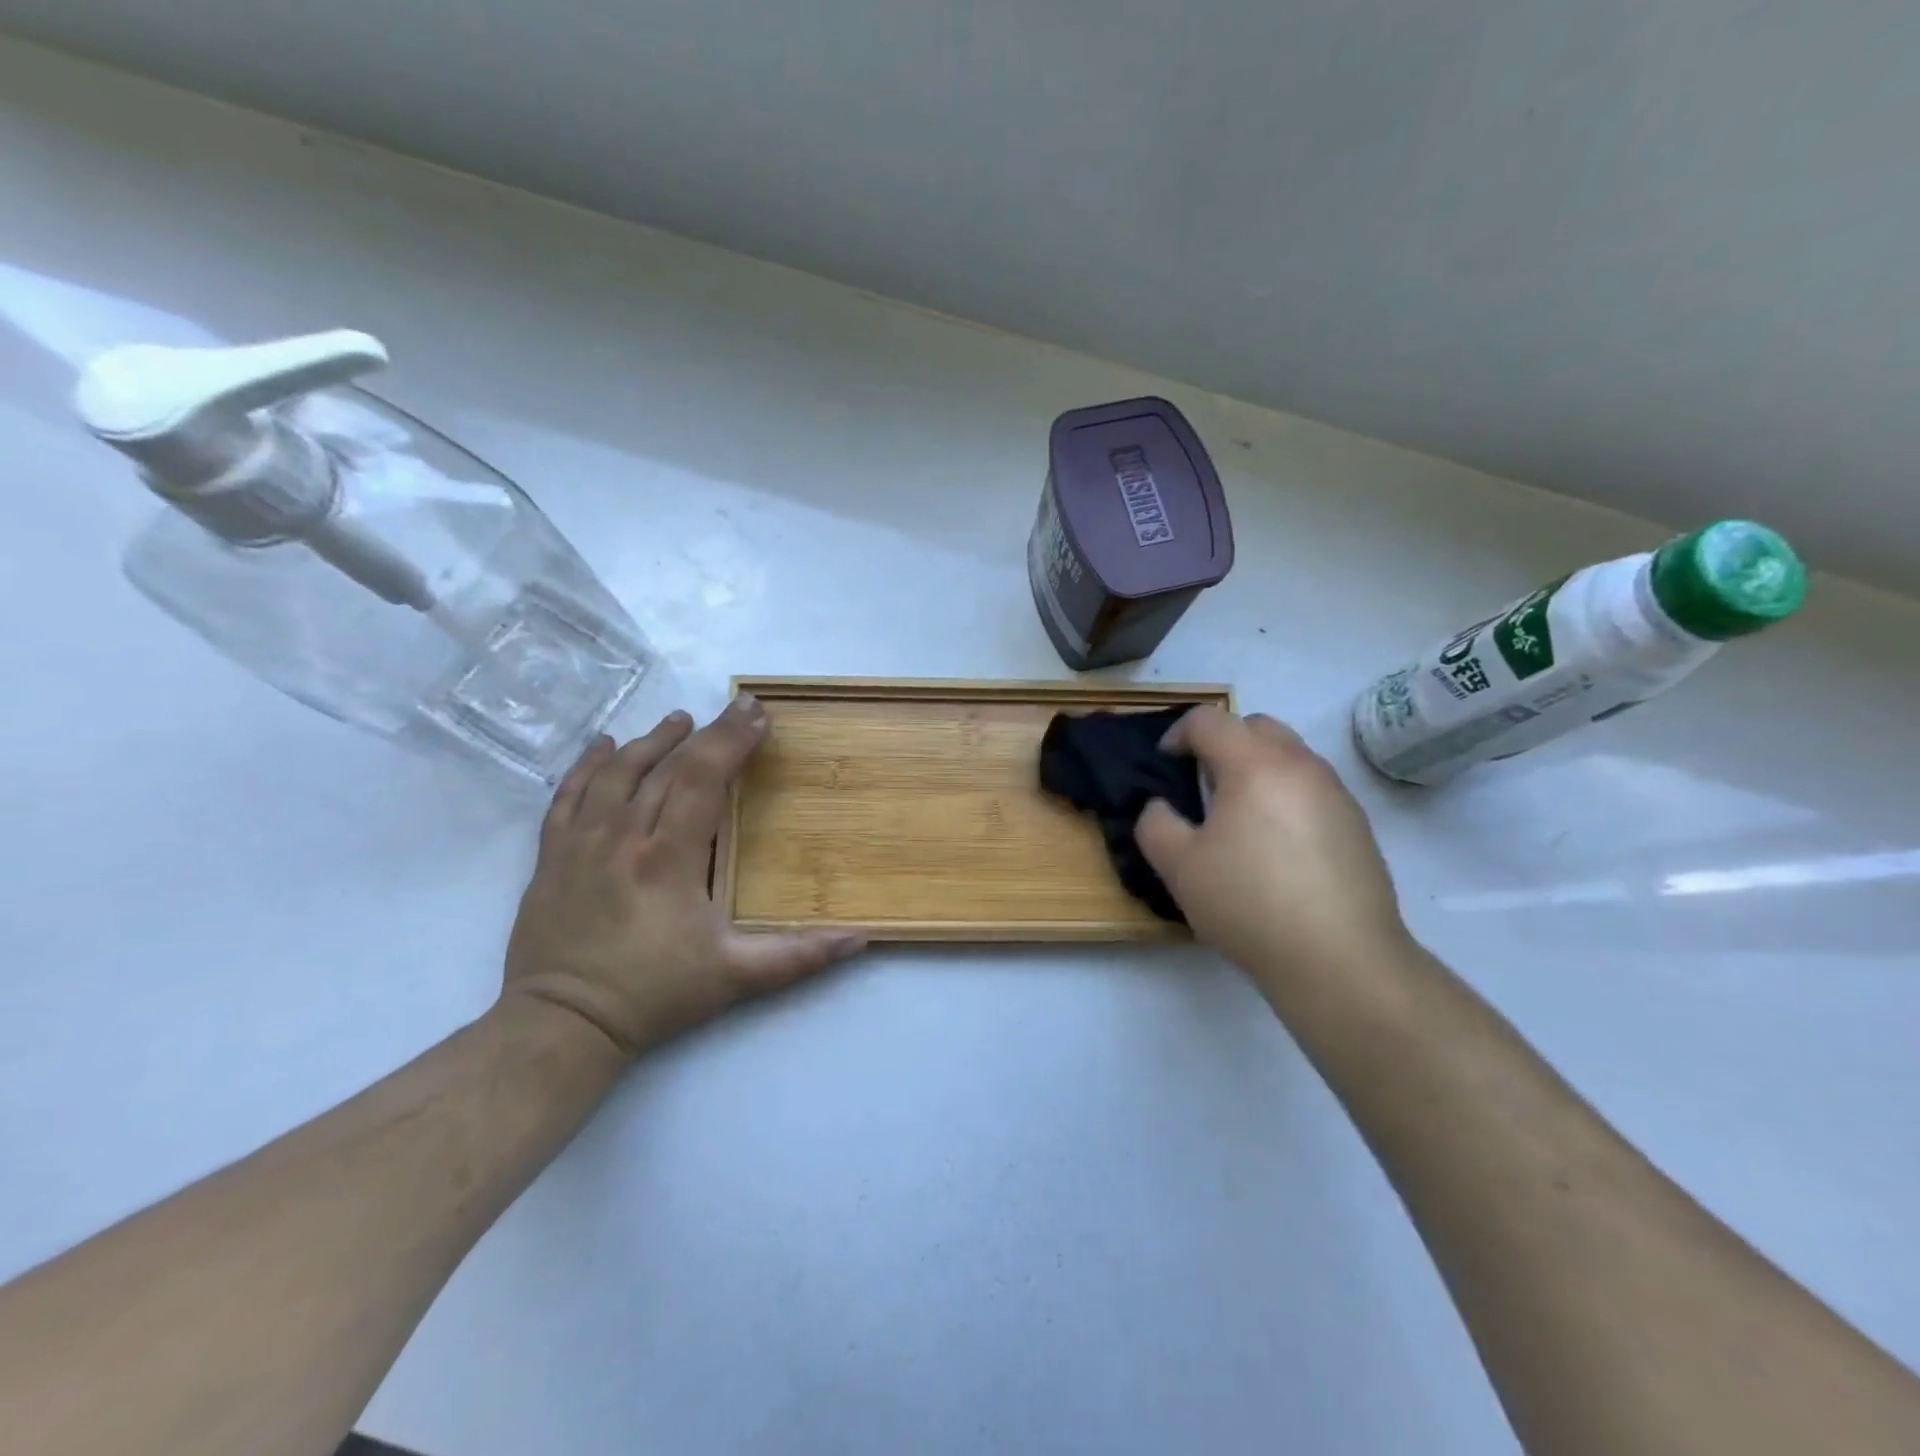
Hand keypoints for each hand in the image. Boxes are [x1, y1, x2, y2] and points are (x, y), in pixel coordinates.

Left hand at [503, 696, 866, 1056]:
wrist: (561, 1024)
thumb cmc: (654, 994)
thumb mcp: (734, 978)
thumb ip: (798, 956)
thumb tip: (859, 939)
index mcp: (669, 858)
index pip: (703, 779)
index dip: (731, 741)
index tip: (757, 716)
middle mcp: (623, 837)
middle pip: (665, 767)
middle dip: (705, 733)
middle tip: (735, 708)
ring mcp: (581, 843)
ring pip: (617, 773)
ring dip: (650, 741)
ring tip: (677, 720)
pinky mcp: (551, 857)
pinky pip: (567, 796)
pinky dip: (587, 766)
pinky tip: (604, 746)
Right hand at [1135, 707, 1410, 986]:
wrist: (1341, 960)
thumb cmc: (1249, 904)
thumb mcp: (1179, 867)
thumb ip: (1156, 824)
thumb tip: (1162, 808)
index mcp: (1254, 765)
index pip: (1210, 720)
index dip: (1178, 734)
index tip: (1166, 763)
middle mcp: (1300, 766)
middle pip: (1256, 726)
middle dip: (1223, 742)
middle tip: (1203, 783)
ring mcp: (1336, 794)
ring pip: (1289, 756)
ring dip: (1258, 768)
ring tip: (1239, 817)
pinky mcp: (1358, 825)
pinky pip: (1312, 788)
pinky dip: (1286, 796)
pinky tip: (1276, 848)